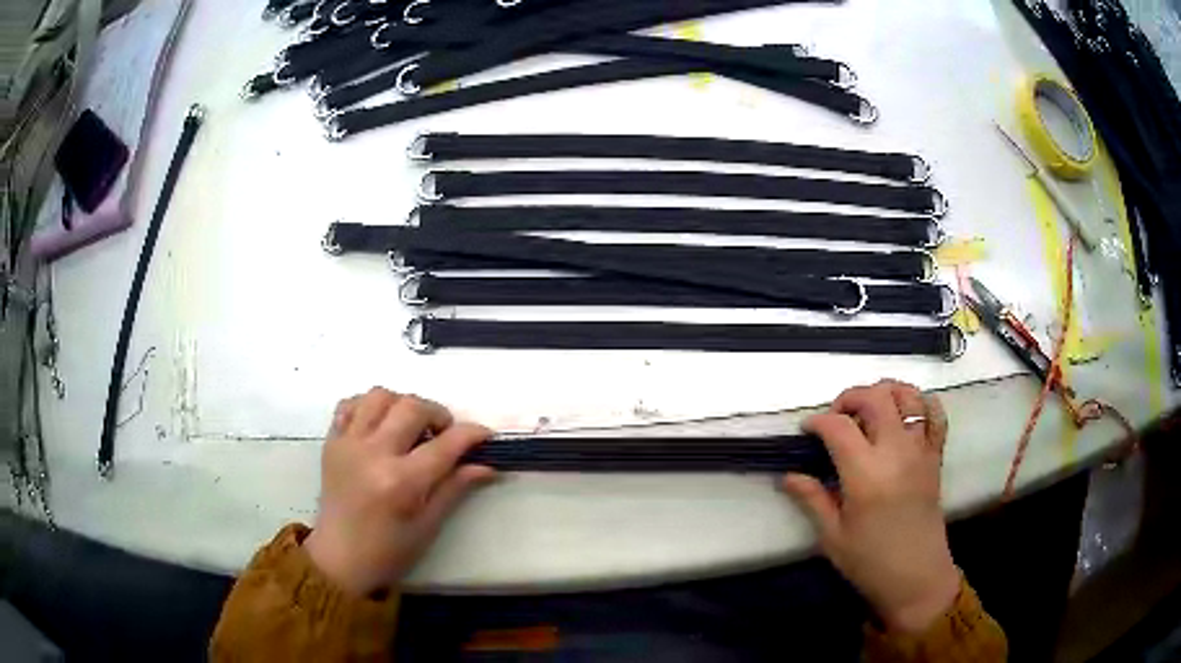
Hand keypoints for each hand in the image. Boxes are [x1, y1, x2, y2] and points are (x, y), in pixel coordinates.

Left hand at [304, 388, 495, 596]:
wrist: (339, 557)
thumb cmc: (389, 550)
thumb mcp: (428, 525)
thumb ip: (455, 487)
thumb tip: (487, 464)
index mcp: (400, 482)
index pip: (444, 444)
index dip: (471, 434)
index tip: (485, 434)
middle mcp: (373, 454)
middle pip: (412, 407)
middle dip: (438, 414)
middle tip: (444, 434)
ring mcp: (348, 444)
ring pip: (379, 395)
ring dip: (403, 404)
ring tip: (410, 426)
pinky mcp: (331, 441)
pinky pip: (350, 404)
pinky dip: (369, 406)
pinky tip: (380, 425)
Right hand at [782, 380, 959, 633]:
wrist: (917, 576)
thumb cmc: (870, 561)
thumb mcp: (833, 536)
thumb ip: (812, 499)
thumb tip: (788, 475)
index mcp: (866, 475)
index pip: (839, 427)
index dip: (818, 422)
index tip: (806, 431)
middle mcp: (896, 453)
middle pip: (875, 397)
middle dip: (850, 397)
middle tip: (836, 417)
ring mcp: (920, 451)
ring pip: (908, 396)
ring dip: (885, 392)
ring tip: (870, 410)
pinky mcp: (935, 456)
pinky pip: (935, 414)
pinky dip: (921, 404)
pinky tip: (905, 416)